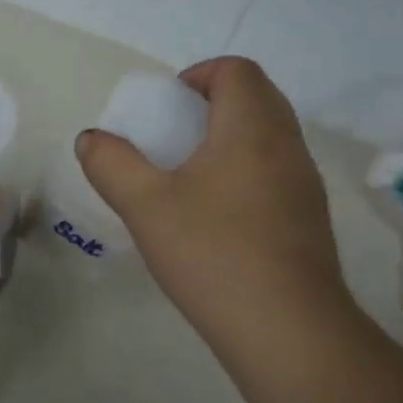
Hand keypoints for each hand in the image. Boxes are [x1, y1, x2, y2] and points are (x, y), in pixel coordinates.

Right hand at [75, 56, 347, 323]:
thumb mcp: (144, 205)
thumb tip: (91, 139)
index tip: (168, 106)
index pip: (238, 70)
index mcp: (251, 129)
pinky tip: (218, 214)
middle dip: (214, 102)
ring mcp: (306, 184)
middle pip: (258, 96)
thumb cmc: (213, 254)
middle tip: (174, 134)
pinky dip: (248, 169)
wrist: (287, 332)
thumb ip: (111, 164)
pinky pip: (279, 170)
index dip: (200, 74)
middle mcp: (287, 146)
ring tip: (191, 174)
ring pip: (271, 135)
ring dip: (232, 137)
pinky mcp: (311, 219)